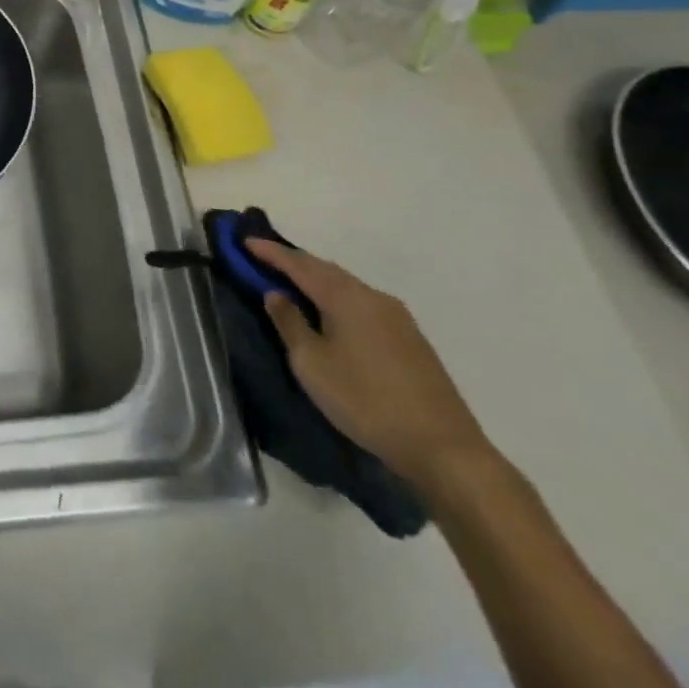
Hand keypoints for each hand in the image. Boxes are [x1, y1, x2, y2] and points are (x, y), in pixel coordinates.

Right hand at [250, 237, 496, 499]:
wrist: (442, 447)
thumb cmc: (365, 401)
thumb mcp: (311, 364)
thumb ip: (290, 324)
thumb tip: (276, 294)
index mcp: (345, 297)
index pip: (299, 264)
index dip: (270, 252)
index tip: (245, 240)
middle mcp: (372, 296)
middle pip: (326, 269)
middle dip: (295, 262)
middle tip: (265, 259)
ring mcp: (397, 316)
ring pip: (347, 286)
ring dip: (318, 280)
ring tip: (294, 284)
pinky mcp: (410, 338)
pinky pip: (363, 303)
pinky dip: (338, 298)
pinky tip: (332, 313)